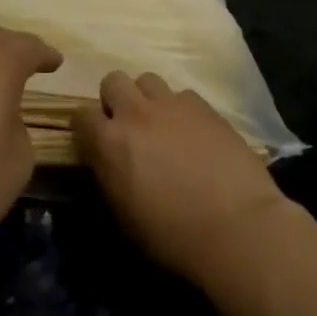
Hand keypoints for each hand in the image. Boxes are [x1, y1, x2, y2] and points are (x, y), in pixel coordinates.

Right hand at [72, 72, 294, 282]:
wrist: (235, 228)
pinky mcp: (206, 108)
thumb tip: (108, 162)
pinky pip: (183, 95)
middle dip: (115, 100)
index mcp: (109, 142)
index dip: (87, 128)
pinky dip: (181, 109)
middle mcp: (136, 114)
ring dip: (147, 98)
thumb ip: (109, 175)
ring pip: (148, 79)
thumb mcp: (123, 214)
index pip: (81, 115)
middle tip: (127, 127)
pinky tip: (193, 132)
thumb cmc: (172, 235)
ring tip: (160, 123)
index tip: (96, 143)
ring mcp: (173, 106)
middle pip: (113, 81)